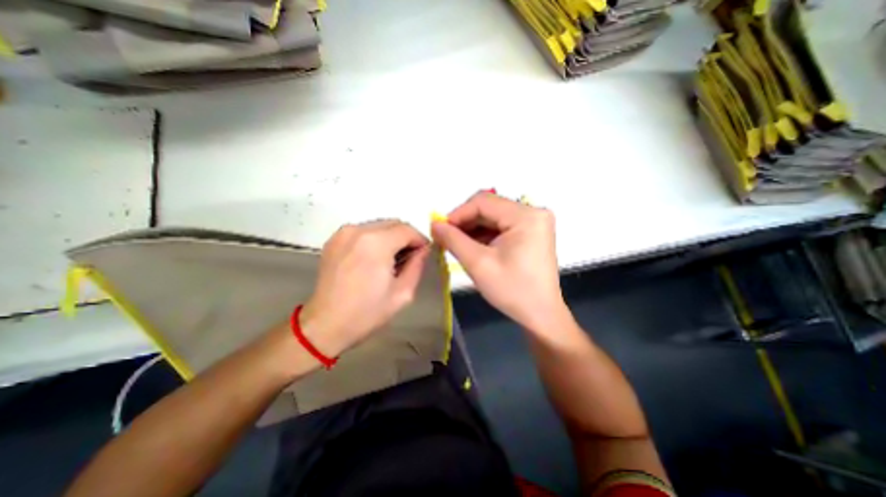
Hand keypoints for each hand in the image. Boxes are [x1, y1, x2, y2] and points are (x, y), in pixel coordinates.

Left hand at [302, 222, 432, 356]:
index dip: (420, 240)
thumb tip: (423, 250)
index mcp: (376, 243)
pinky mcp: (334, 239)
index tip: (423, 253)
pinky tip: (373, 259)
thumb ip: (417, 266)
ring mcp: (343, 233)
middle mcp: (358, 231)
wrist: (326, 324)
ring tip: (391, 260)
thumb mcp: (402, 293)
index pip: (407, 229)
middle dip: (406, 237)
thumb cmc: (367, 312)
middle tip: (409, 257)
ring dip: (390, 238)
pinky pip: (363, 231)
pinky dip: (374, 239)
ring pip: (378, 226)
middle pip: (393, 223)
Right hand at [435, 192, 569, 331]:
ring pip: (494, 216)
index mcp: (526, 216)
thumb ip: (453, 240)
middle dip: (465, 222)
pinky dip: (485, 235)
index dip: (457, 214)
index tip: (440, 229)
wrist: (540, 314)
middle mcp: (534, 212)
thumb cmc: (512, 290)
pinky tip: (474, 247)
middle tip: (446, 238)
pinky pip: (502, 226)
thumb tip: (434, 224)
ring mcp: (534, 222)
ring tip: (458, 245)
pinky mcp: (532, 231)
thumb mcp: (478, 264)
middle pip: (489, 208)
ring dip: (473, 229)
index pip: (483, 202)